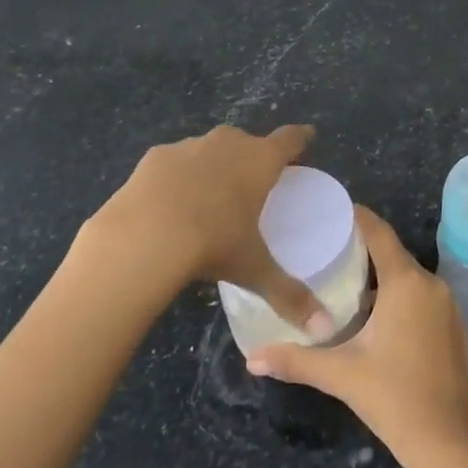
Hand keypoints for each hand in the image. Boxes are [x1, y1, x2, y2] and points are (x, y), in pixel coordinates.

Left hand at [82, 123, 329, 337]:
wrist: (142, 236)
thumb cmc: (213, 244)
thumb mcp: (254, 270)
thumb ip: (290, 295)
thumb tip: (325, 329)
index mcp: (260, 161)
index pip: (290, 139)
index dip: (300, 138)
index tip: (307, 137)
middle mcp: (229, 143)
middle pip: (249, 142)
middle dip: (253, 156)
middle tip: (255, 183)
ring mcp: (190, 146)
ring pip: (211, 149)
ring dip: (215, 165)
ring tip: (210, 195)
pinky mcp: (155, 157)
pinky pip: (175, 162)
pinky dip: (178, 176)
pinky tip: (170, 203)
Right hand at [247, 207, 467, 463]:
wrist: (447, 440)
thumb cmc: (392, 397)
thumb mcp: (340, 374)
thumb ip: (295, 360)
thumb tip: (251, 358)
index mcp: (405, 282)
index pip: (379, 232)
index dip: (356, 217)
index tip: (331, 211)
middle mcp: (430, 282)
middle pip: (392, 254)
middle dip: (362, 250)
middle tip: (327, 253)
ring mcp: (448, 303)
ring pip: (408, 277)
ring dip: (381, 278)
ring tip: (346, 285)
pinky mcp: (455, 324)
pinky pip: (423, 296)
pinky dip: (401, 297)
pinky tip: (378, 318)